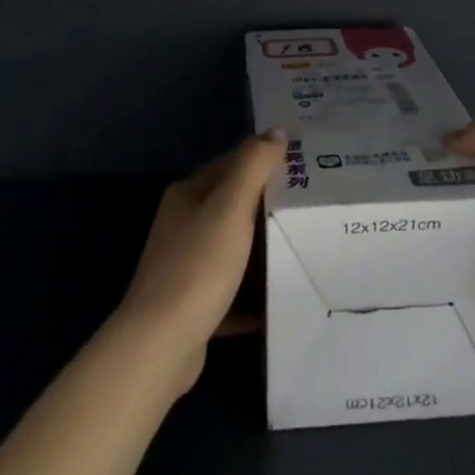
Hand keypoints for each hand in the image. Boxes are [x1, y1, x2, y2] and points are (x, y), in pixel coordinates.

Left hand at [114, 132, 285, 393]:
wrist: (161, 344)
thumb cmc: (199, 265)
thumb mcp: (230, 207)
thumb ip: (254, 165)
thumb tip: (277, 130)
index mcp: (189, 194)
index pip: (232, 164)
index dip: (265, 160)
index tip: (305, 165)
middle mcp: (183, 224)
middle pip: (234, 206)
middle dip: (269, 206)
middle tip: (314, 206)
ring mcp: (186, 265)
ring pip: (234, 248)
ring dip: (263, 250)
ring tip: (306, 247)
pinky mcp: (193, 305)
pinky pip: (232, 291)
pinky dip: (254, 293)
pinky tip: (281, 297)